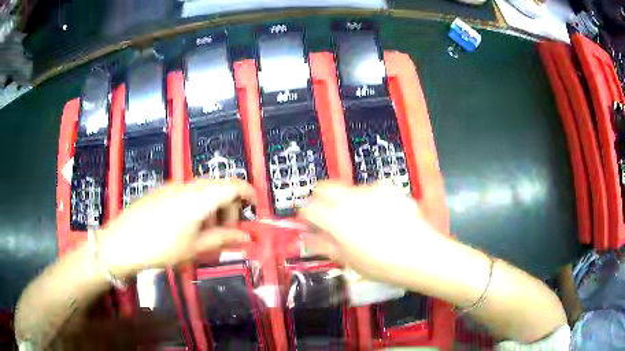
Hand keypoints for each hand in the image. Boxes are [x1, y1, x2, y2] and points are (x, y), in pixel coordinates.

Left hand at [98, 179, 255, 276]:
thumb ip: (222, 239)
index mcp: (199, 198)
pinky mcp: (160, 191)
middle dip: (228, 206)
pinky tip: (186, 226)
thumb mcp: (194, 247)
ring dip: (211, 208)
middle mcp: (187, 186)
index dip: (248, 192)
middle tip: (226, 232)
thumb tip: (246, 237)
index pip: (232, 185)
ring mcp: (172, 186)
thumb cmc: (161, 248)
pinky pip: (186, 193)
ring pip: (202, 190)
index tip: (255, 207)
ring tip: (205, 233)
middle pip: (218, 187)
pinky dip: (196, 206)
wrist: (121, 243)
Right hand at [299, 181, 449, 284]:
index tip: (312, 225)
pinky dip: (368, 199)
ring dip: (346, 200)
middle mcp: (350, 198)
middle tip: (330, 217)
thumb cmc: (380, 264)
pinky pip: (370, 189)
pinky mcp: (388, 188)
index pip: (308, 207)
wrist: (419, 254)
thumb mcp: (347, 260)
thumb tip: (307, 235)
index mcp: (335, 218)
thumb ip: (323, 244)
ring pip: (348, 189)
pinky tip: (381, 215)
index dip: (307, 216)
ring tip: (362, 220)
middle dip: (321, 199)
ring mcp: (371, 190)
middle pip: (324, 187)